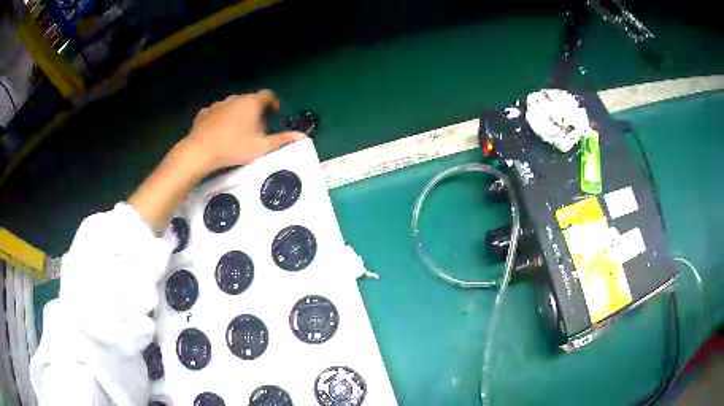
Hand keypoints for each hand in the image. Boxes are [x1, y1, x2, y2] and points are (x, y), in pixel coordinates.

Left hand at [129, 90, 303, 231]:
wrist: (199, 151)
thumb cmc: (234, 147)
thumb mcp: (261, 146)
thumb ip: (282, 140)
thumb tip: (303, 137)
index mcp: (251, 103)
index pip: (268, 95)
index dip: (274, 104)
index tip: (275, 115)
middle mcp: (235, 99)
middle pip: (250, 101)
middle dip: (256, 112)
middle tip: (258, 129)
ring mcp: (218, 105)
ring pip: (233, 106)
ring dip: (239, 115)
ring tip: (239, 132)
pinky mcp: (204, 113)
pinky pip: (217, 113)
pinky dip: (222, 119)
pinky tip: (220, 133)